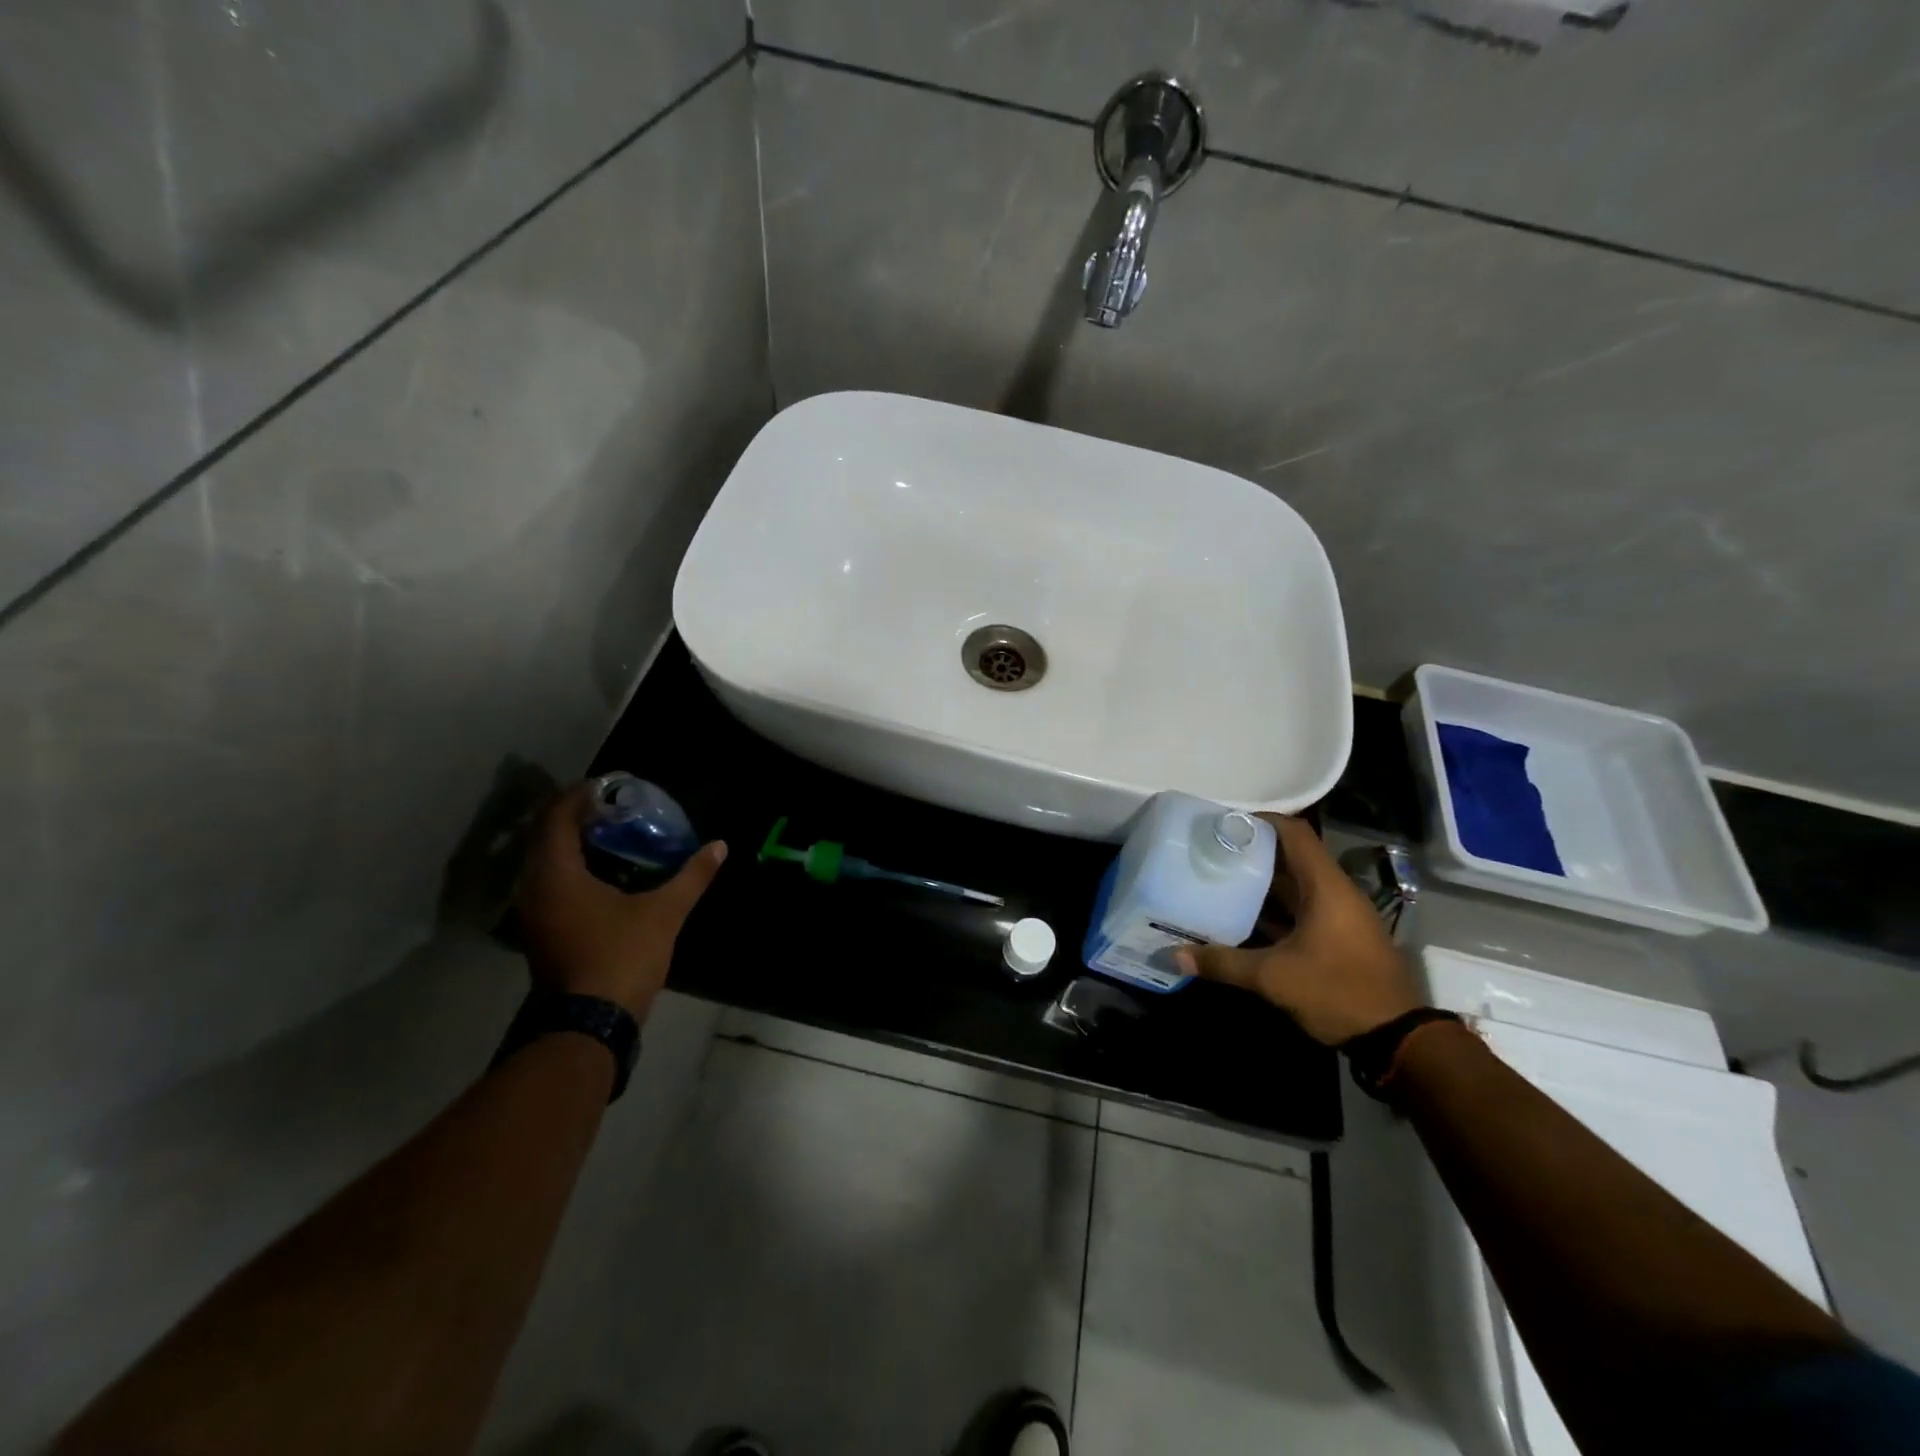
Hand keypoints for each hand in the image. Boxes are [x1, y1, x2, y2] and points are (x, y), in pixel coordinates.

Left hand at [514, 784, 726, 1019]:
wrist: (590, 1023)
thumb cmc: (622, 956)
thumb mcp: (664, 912)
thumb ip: (691, 875)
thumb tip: (720, 846)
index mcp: (557, 874)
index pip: (557, 816)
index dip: (581, 795)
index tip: (611, 785)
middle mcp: (535, 887)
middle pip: (548, 836)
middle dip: (579, 816)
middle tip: (616, 806)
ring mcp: (534, 912)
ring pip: (548, 861)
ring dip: (575, 842)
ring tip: (614, 832)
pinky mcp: (542, 931)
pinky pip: (552, 882)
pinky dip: (574, 866)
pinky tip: (606, 870)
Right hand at [1176, 816, 1422, 1045]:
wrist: (1397, 1039)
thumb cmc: (1337, 992)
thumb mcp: (1274, 978)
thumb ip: (1224, 963)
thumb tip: (1175, 956)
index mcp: (1326, 887)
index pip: (1294, 833)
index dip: (1260, 821)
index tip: (1223, 824)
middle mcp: (1335, 893)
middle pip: (1290, 858)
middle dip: (1251, 853)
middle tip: (1210, 853)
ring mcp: (1339, 917)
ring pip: (1294, 887)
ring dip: (1260, 884)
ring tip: (1218, 880)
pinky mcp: (1337, 939)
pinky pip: (1300, 911)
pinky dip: (1272, 910)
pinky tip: (1240, 920)